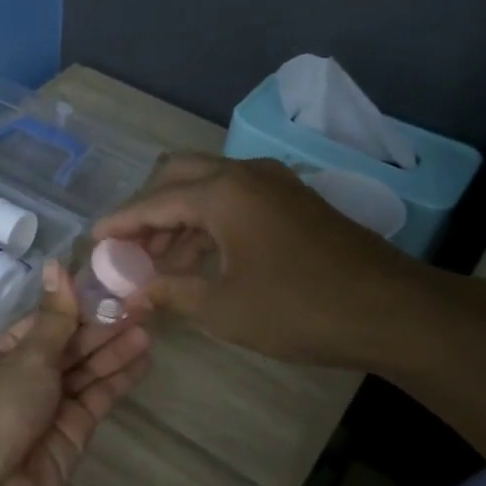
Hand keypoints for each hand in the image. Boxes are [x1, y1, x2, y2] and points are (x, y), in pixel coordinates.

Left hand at [0, 262, 151, 485]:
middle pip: (69, 345)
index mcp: (0, 353)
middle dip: (103, 326)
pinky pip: (97, 398)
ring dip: (115, 349)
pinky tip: (143, 359)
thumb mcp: (25, 358)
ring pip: (87, 370)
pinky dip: (118, 379)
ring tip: (149, 327)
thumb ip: (54, 318)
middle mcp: (24, 375)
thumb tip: (57, 263)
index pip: (46, 321)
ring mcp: (49, 404)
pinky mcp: (72, 431)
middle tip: (143, 304)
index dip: (79, 304)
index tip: (113, 284)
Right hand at [95, 154, 432, 367]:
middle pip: (178, 177)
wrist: (391, 310)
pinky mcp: (293, 202)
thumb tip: (132, 297)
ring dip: (178, 219)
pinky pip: (234, 200)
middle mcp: (245, 174)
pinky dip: (208, 223)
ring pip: (208, 188)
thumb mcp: (223, 307)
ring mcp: (274, 184)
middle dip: (148, 210)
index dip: (120, 223)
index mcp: (222, 192)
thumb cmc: (298, 308)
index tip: (93, 239)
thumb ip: (171, 293)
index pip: (153, 201)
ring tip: (157, 264)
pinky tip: (199, 260)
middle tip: (128, 248)